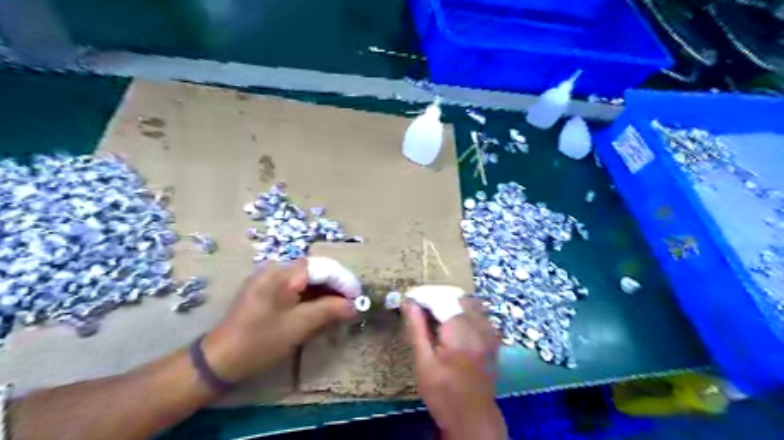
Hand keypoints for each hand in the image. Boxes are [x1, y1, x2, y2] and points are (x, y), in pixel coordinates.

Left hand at [200, 259, 356, 382]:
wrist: (219, 360)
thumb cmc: (260, 341)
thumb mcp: (300, 325)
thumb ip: (330, 310)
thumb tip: (355, 305)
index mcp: (283, 273)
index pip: (323, 267)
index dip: (344, 281)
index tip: (359, 298)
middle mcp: (276, 269)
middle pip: (316, 270)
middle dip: (336, 286)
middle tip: (352, 304)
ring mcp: (269, 279)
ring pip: (307, 279)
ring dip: (325, 291)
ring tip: (340, 307)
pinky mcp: (265, 290)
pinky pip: (295, 287)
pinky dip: (311, 296)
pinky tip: (321, 309)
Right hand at [405, 297, 508, 438]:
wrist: (472, 417)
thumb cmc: (443, 393)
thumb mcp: (423, 363)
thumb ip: (417, 329)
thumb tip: (408, 302)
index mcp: (461, 334)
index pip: (441, 299)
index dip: (423, 295)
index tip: (409, 298)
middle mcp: (480, 327)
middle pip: (457, 297)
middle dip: (437, 297)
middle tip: (420, 307)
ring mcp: (490, 332)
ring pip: (470, 302)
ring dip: (451, 302)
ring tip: (435, 314)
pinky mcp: (493, 337)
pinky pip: (479, 313)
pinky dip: (464, 310)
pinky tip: (453, 323)